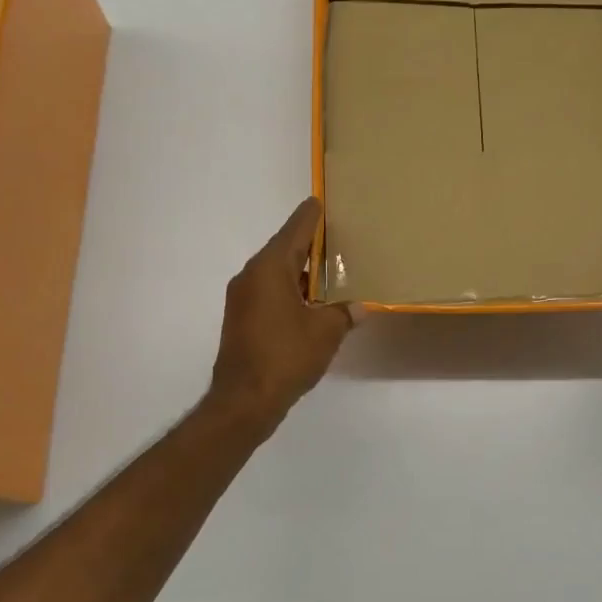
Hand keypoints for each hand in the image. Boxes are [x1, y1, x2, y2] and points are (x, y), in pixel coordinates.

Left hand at [209, 198, 357, 430]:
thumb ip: (344, 314)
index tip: (321, 202)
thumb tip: (359, 307)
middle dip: (310, 244)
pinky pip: (270, 293)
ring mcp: (243, 299)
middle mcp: (251, 276)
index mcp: (269, 269)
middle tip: (337, 237)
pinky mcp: (242, 320)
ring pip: (277, 273)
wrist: (244, 400)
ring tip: (331, 271)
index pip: (295, 230)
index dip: (311, 216)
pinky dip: (291, 291)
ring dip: (302, 271)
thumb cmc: (286, 356)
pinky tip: (313, 303)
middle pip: (284, 249)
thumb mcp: (326, 332)